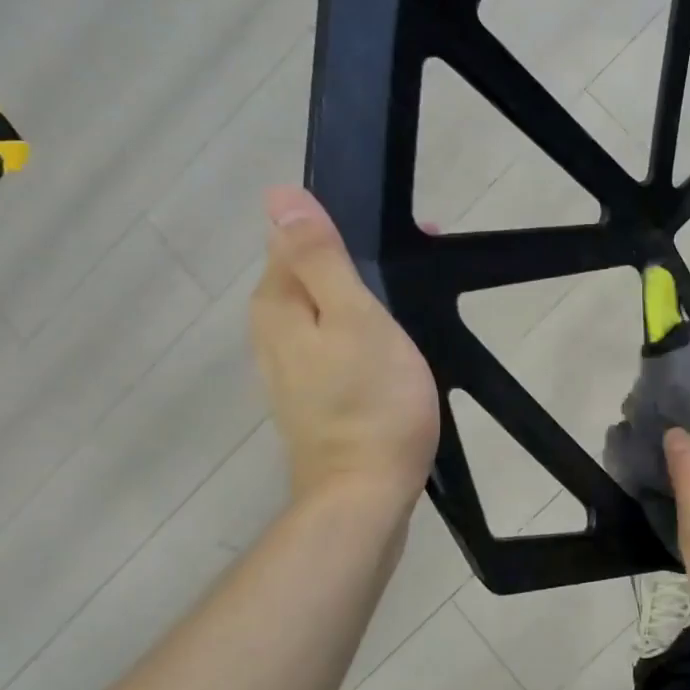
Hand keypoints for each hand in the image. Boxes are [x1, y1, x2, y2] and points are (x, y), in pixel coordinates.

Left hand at [251, 187, 439, 504]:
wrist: (366, 492)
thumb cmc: (372, 400)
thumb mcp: (354, 317)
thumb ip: (320, 258)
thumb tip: (279, 197)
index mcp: (277, 305)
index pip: (295, 239)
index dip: (346, 229)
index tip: (407, 238)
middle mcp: (272, 333)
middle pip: (310, 276)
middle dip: (359, 262)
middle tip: (417, 270)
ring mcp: (291, 369)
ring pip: (324, 311)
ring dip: (363, 297)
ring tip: (413, 304)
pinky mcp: (314, 396)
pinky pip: (334, 343)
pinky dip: (362, 332)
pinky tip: (393, 346)